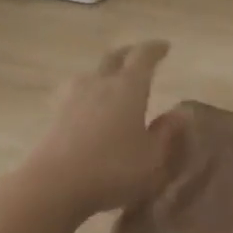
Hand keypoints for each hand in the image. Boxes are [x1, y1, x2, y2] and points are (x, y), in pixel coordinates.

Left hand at [21, 41, 172, 218]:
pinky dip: (86, 93)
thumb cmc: (113, 169)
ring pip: (90, 74)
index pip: (143, 57)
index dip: (155, 49)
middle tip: (139, 55)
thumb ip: (167, 133)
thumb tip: (179, 113)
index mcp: (128, 88)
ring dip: (104, 73)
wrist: (54, 184)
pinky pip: (74, 94)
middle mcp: (99, 84)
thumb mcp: (153, 157)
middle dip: (128, 53)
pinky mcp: (54, 116)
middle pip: (113, 58)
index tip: (164, 47)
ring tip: (112, 80)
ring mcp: (72, 98)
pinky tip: (87, 106)